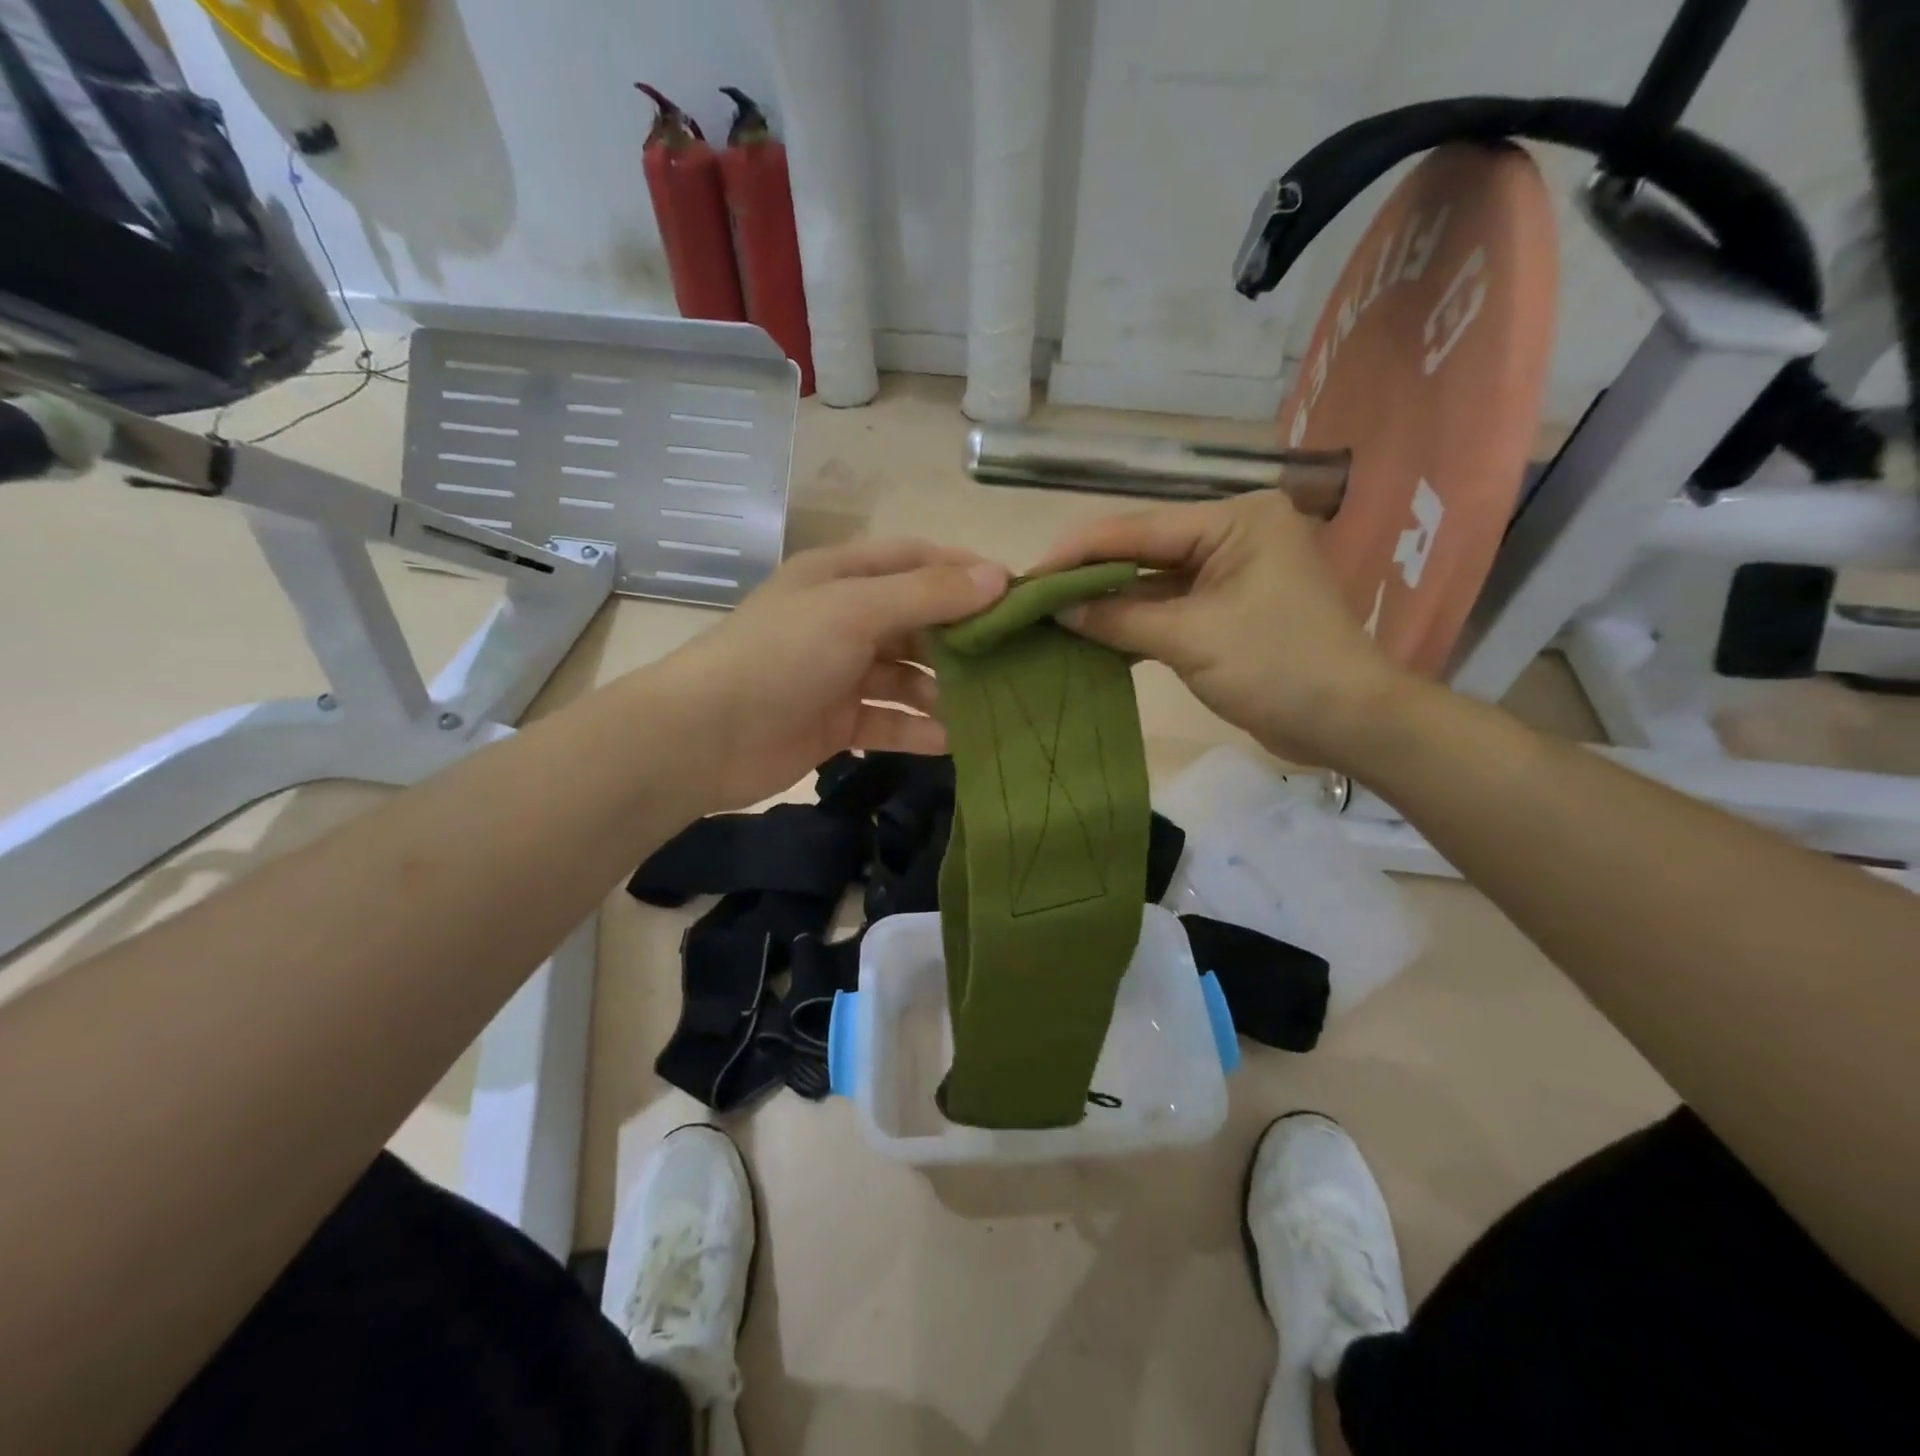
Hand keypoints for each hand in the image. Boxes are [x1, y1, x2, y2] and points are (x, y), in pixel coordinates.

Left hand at [650, 538, 1008, 808]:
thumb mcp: (856, 611)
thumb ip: (928, 594)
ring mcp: (840, 674)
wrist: (704, 737)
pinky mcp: (838, 722)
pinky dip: (920, 728)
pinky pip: (890, 720)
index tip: (1016, 595)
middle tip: (1016, 658)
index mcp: (841, 577)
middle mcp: (844, 620)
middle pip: (918, 621)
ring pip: (908, 676)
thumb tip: (999, 576)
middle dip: (963, 639)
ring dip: (945, 690)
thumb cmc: (781, 656)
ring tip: (995, 704)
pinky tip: (957, 740)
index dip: (965, 572)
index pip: (916, 561)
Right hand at [1033, 492, 1415, 767]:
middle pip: (1143, 551)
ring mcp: (1230, 574)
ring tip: (1050, 616)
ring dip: (1107, 603)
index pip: (1140, 528)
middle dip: (1089, 576)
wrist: (1348, 723)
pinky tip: (1090, 636)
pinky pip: (1167, 609)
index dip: (1079, 550)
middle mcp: (1232, 535)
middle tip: (1032, 595)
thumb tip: (1056, 609)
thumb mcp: (1191, 639)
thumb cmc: (1277, 667)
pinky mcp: (1225, 610)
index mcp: (1235, 520)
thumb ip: (1119, 618)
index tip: (1029, 573)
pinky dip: (1132, 624)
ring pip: (1152, 583)